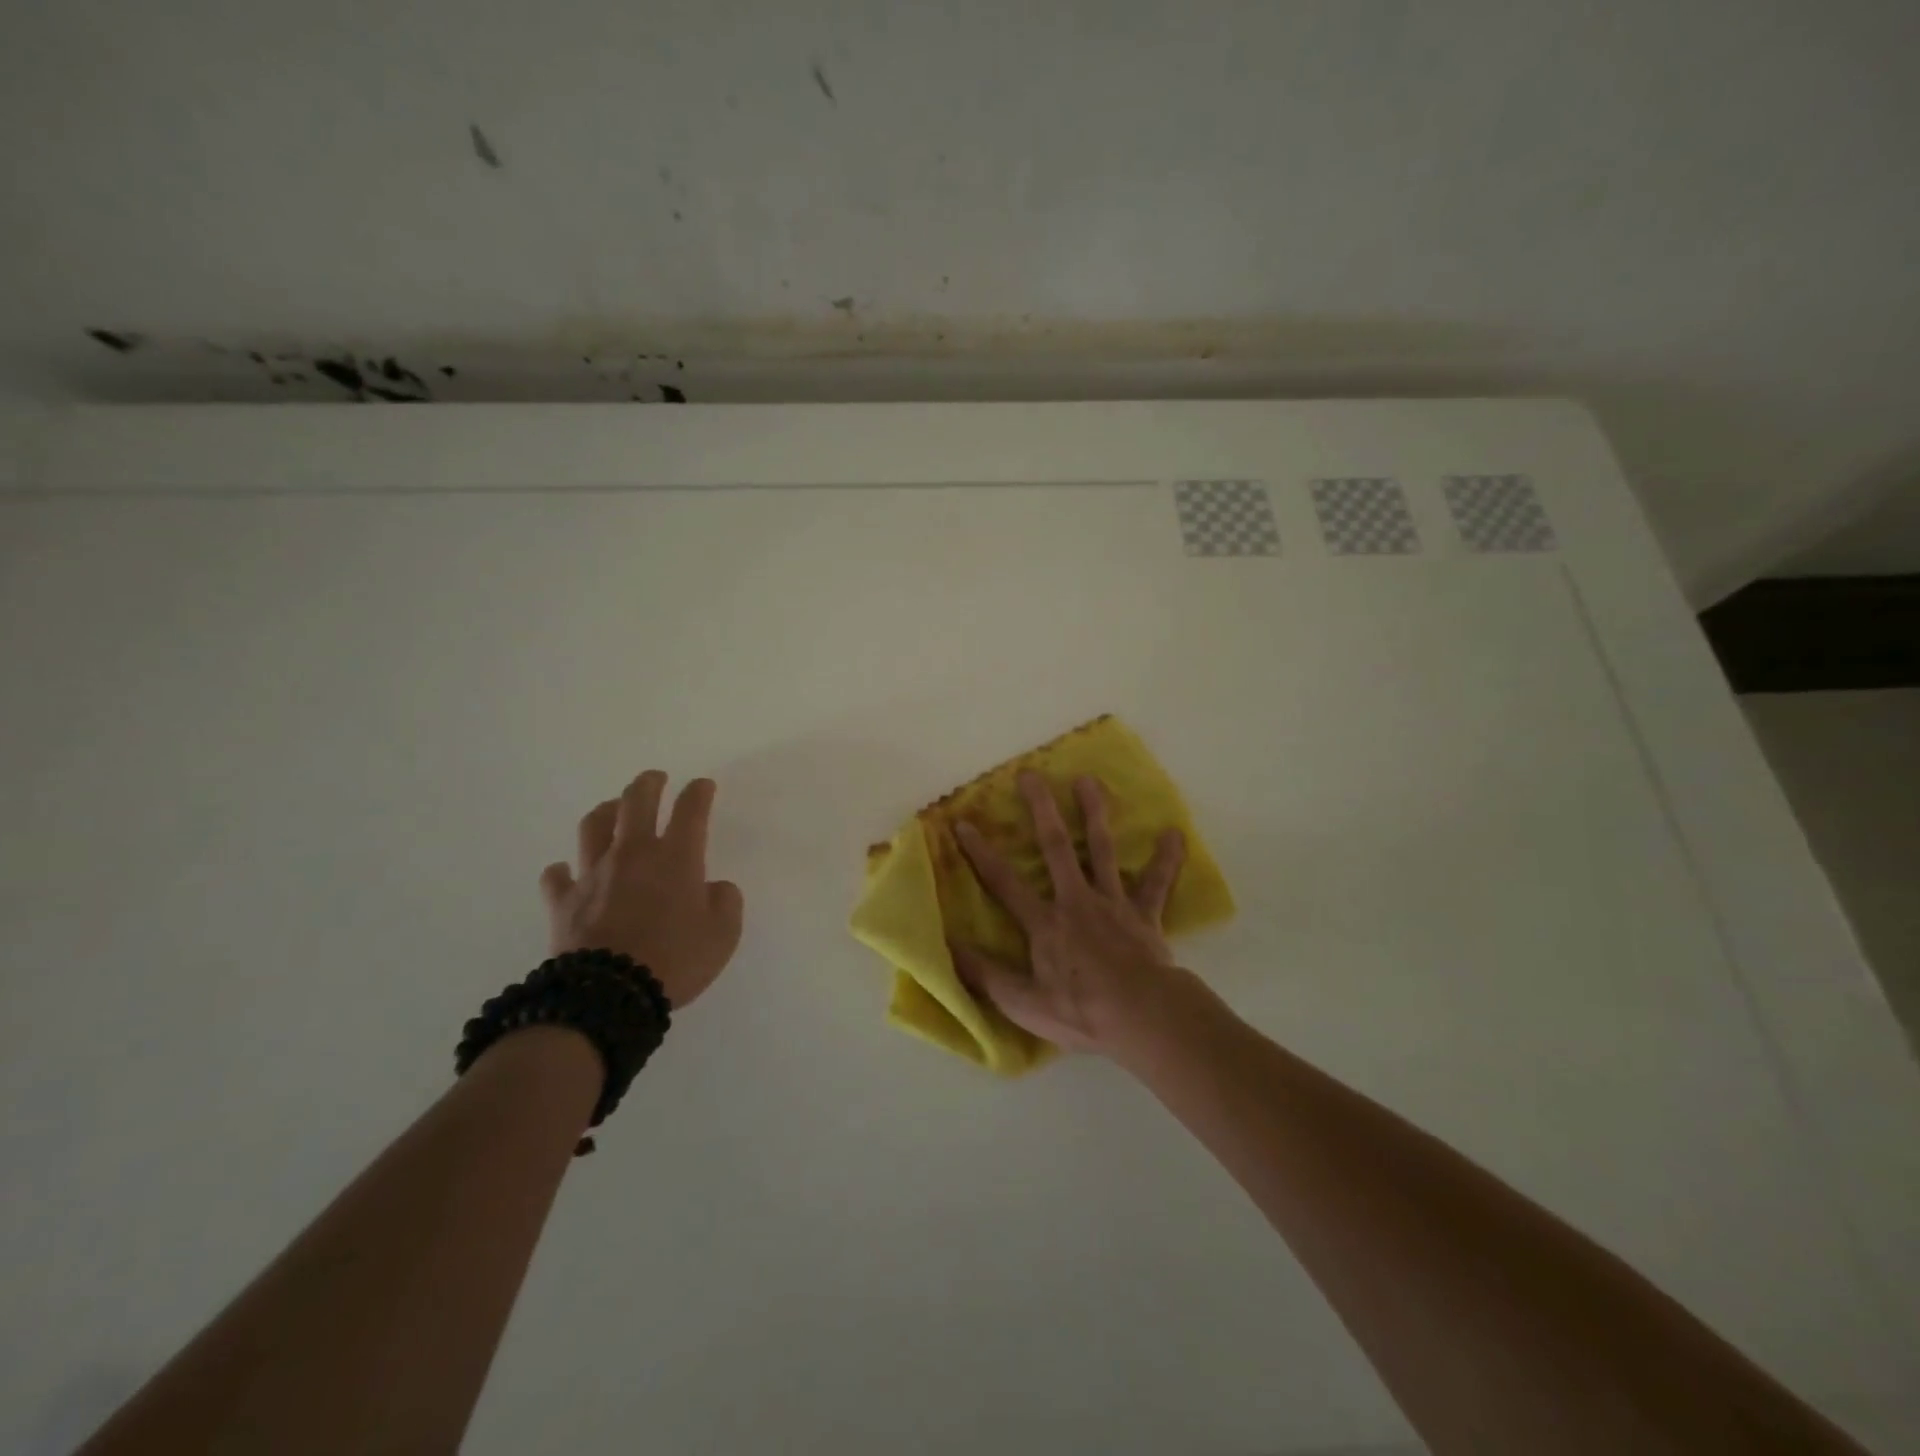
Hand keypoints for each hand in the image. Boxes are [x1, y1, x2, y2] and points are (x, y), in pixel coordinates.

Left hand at [539, 772, 744, 1009]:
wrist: (609, 995)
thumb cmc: (675, 960)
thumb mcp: (723, 934)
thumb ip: (725, 902)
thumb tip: (714, 888)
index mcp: (676, 857)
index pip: (690, 810)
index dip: (699, 792)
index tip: (703, 786)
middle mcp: (633, 854)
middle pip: (636, 802)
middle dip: (649, 784)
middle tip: (655, 778)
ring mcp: (593, 874)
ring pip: (594, 826)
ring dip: (606, 812)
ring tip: (614, 810)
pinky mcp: (564, 901)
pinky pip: (557, 876)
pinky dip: (563, 870)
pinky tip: (567, 871)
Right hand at [951, 771, 1187, 1054]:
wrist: (1143, 1016)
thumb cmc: (1081, 1011)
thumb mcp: (1022, 1003)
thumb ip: (985, 974)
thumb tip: (947, 947)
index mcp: (1045, 923)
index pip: (1003, 882)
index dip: (980, 853)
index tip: (962, 822)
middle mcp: (1076, 901)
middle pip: (1055, 847)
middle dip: (1041, 809)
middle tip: (1031, 774)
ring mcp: (1112, 903)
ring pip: (1101, 850)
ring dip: (1094, 814)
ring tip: (1088, 780)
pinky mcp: (1144, 914)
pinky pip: (1156, 884)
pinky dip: (1166, 860)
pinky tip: (1175, 834)